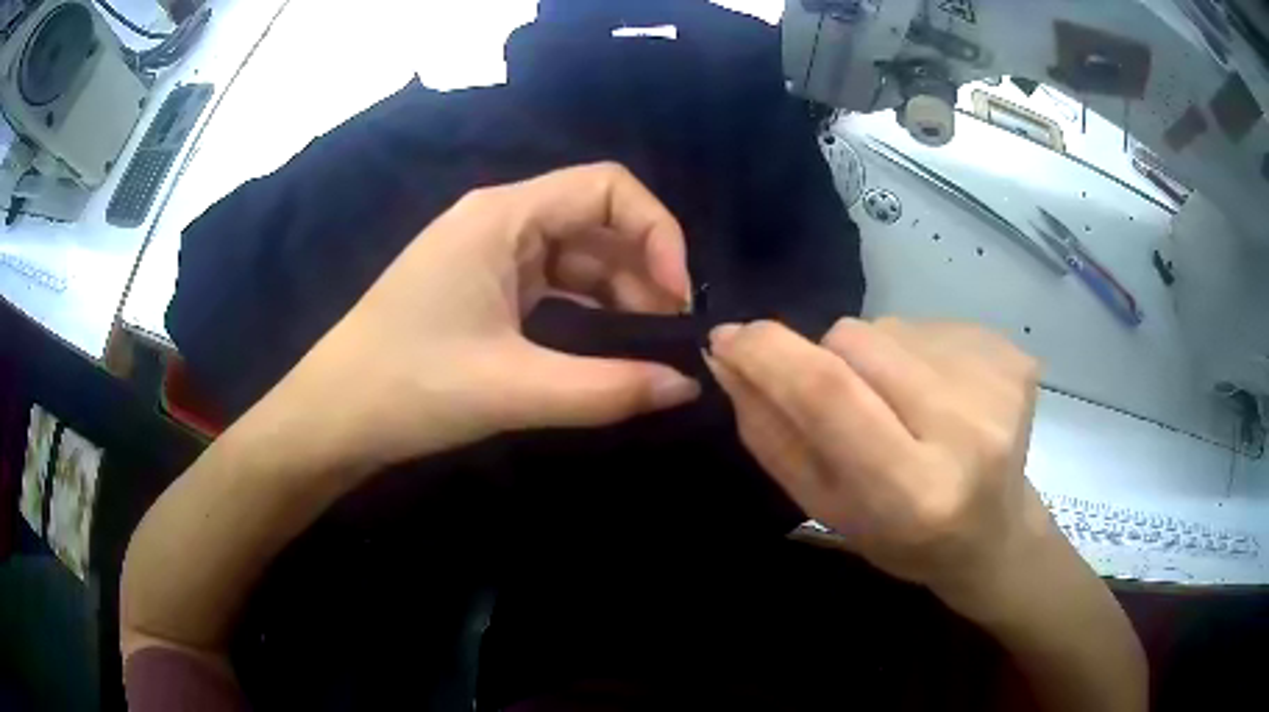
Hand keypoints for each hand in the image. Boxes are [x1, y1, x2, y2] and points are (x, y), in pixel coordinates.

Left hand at [272, 163, 701, 469]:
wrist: (331, 417)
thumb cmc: (407, 388)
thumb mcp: (513, 389)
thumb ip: (609, 389)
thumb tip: (686, 386)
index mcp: (502, 216)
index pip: (607, 187)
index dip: (657, 232)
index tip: (677, 297)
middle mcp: (498, 220)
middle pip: (596, 222)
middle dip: (643, 271)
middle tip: (670, 337)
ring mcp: (487, 254)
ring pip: (576, 256)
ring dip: (618, 295)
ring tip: (646, 350)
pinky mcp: (481, 288)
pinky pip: (551, 285)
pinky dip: (586, 312)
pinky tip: (603, 349)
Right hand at [706, 317, 1050, 605]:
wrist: (994, 533)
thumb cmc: (904, 539)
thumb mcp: (826, 507)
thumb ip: (772, 435)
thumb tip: (727, 357)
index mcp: (913, 491)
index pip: (828, 393)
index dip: (768, 354)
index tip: (728, 337)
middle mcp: (966, 429)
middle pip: (855, 340)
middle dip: (827, 358)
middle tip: (852, 408)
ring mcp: (997, 383)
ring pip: (890, 327)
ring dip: (877, 360)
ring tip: (904, 410)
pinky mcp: (1013, 354)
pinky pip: (928, 325)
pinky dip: (915, 354)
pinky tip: (940, 398)